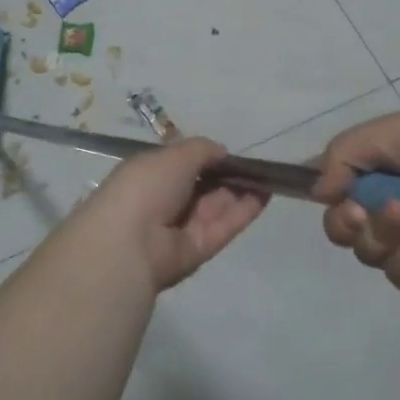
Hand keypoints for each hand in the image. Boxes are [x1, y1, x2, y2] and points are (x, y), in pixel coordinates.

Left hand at [81, 137, 266, 291]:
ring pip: (215, 205)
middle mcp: (164, 200)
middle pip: (201, 186)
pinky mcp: (199, 249)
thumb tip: (221, 152)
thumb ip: (201, 150)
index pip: (180, 164)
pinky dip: (244, 210)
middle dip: (226, 175)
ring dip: (240, 190)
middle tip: (256, 165)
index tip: (229, 153)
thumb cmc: (146, 187)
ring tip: (268, 176)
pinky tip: (265, 193)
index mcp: (149, 174)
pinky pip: (223, 226)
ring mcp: (182, 227)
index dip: (205, 158)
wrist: (131, 243)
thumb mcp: (174, 156)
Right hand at [314, 111, 399, 300]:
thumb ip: (347, 150)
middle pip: (341, 223)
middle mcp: (394, 199)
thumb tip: (319, 190)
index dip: (325, 189)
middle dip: (346, 221)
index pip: (335, 178)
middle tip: (362, 213)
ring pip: (367, 252)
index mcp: (386, 163)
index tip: (330, 194)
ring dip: (382, 238)